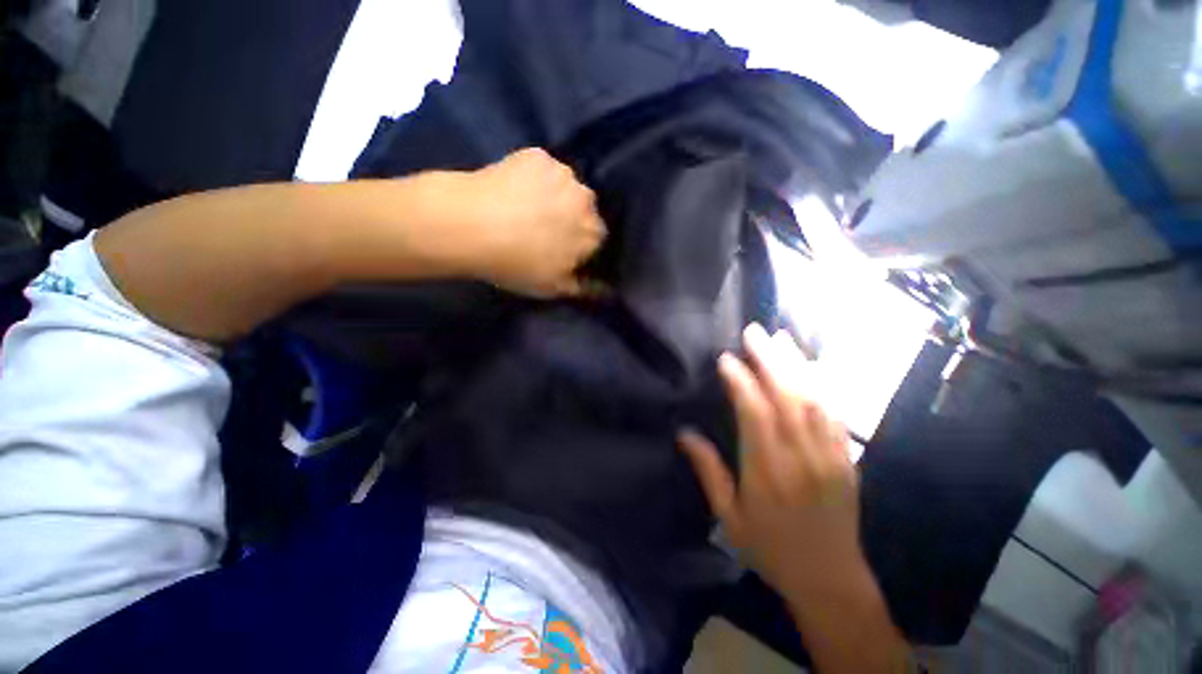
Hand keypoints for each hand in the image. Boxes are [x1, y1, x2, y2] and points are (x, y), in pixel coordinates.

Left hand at [451, 147, 606, 297]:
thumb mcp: (552, 288)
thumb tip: (604, 289)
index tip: (562, 250)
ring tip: (525, 207)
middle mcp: (587, 199)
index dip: (579, 245)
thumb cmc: (517, 264)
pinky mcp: (537, 155)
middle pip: (583, 209)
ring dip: (554, 195)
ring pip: (564, 186)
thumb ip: (583, 287)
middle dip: (570, 217)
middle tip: (542, 228)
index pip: (596, 239)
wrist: (471, 227)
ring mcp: (562, 173)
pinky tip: (513, 189)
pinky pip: (542, 169)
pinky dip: (533, 178)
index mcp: (593, 233)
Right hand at [678, 323, 866, 609]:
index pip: (754, 414)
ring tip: (781, 338)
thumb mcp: (729, 517)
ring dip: (797, 364)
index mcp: (767, 472)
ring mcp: (830, 456)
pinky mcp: (847, 459)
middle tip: (755, 331)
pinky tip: (813, 366)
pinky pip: (837, 414)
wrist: (830, 580)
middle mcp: (801, 458)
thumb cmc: (770, 549)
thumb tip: (684, 432)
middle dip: (770, 360)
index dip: (740, 382)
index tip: (726, 359)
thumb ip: (709, 471)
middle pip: (787, 398)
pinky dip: (824, 385)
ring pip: (815, 400)